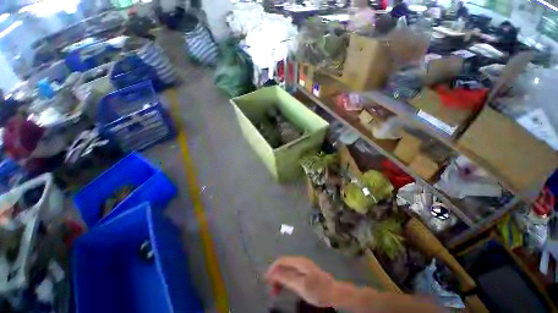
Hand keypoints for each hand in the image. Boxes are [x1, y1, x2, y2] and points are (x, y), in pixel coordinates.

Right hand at [265, 256, 337, 306]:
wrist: (335, 293)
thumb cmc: (318, 290)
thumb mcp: (301, 285)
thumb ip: (287, 278)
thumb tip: (274, 272)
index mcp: (299, 262)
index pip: (281, 261)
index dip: (273, 269)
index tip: (266, 280)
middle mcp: (300, 262)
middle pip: (284, 264)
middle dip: (275, 274)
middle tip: (270, 288)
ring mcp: (303, 267)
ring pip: (287, 269)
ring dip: (280, 278)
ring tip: (275, 291)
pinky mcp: (305, 273)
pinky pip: (291, 273)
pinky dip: (286, 280)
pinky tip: (284, 288)